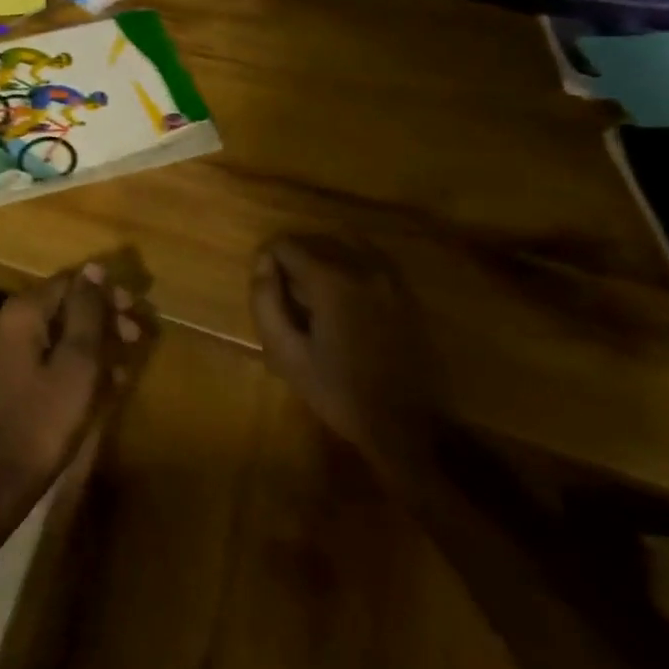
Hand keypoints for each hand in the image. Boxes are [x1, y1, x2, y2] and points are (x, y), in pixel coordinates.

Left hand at [0, 263, 144, 523]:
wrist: (0, 478)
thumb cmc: (45, 420)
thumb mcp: (78, 363)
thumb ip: (87, 312)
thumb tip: (94, 268)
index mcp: (22, 311)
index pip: (70, 282)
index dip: (106, 293)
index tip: (137, 312)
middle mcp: (8, 319)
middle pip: (63, 303)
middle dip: (102, 316)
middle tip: (136, 335)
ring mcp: (5, 347)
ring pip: (58, 329)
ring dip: (93, 340)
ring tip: (125, 361)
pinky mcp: (9, 372)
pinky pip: (48, 352)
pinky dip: (75, 359)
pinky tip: (103, 380)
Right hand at [249, 232, 437, 490]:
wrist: (403, 427)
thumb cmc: (337, 391)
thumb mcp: (285, 352)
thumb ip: (265, 300)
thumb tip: (262, 262)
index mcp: (331, 281)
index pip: (285, 245)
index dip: (267, 262)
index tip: (267, 290)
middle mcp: (362, 268)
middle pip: (314, 241)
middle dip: (294, 260)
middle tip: (287, 297)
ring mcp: (390, 279)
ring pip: (343, 245)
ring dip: (322, 260)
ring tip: (314, 295)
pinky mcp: (405, 294)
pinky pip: (368, 261)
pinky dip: (347, 267)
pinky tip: (343, 301)